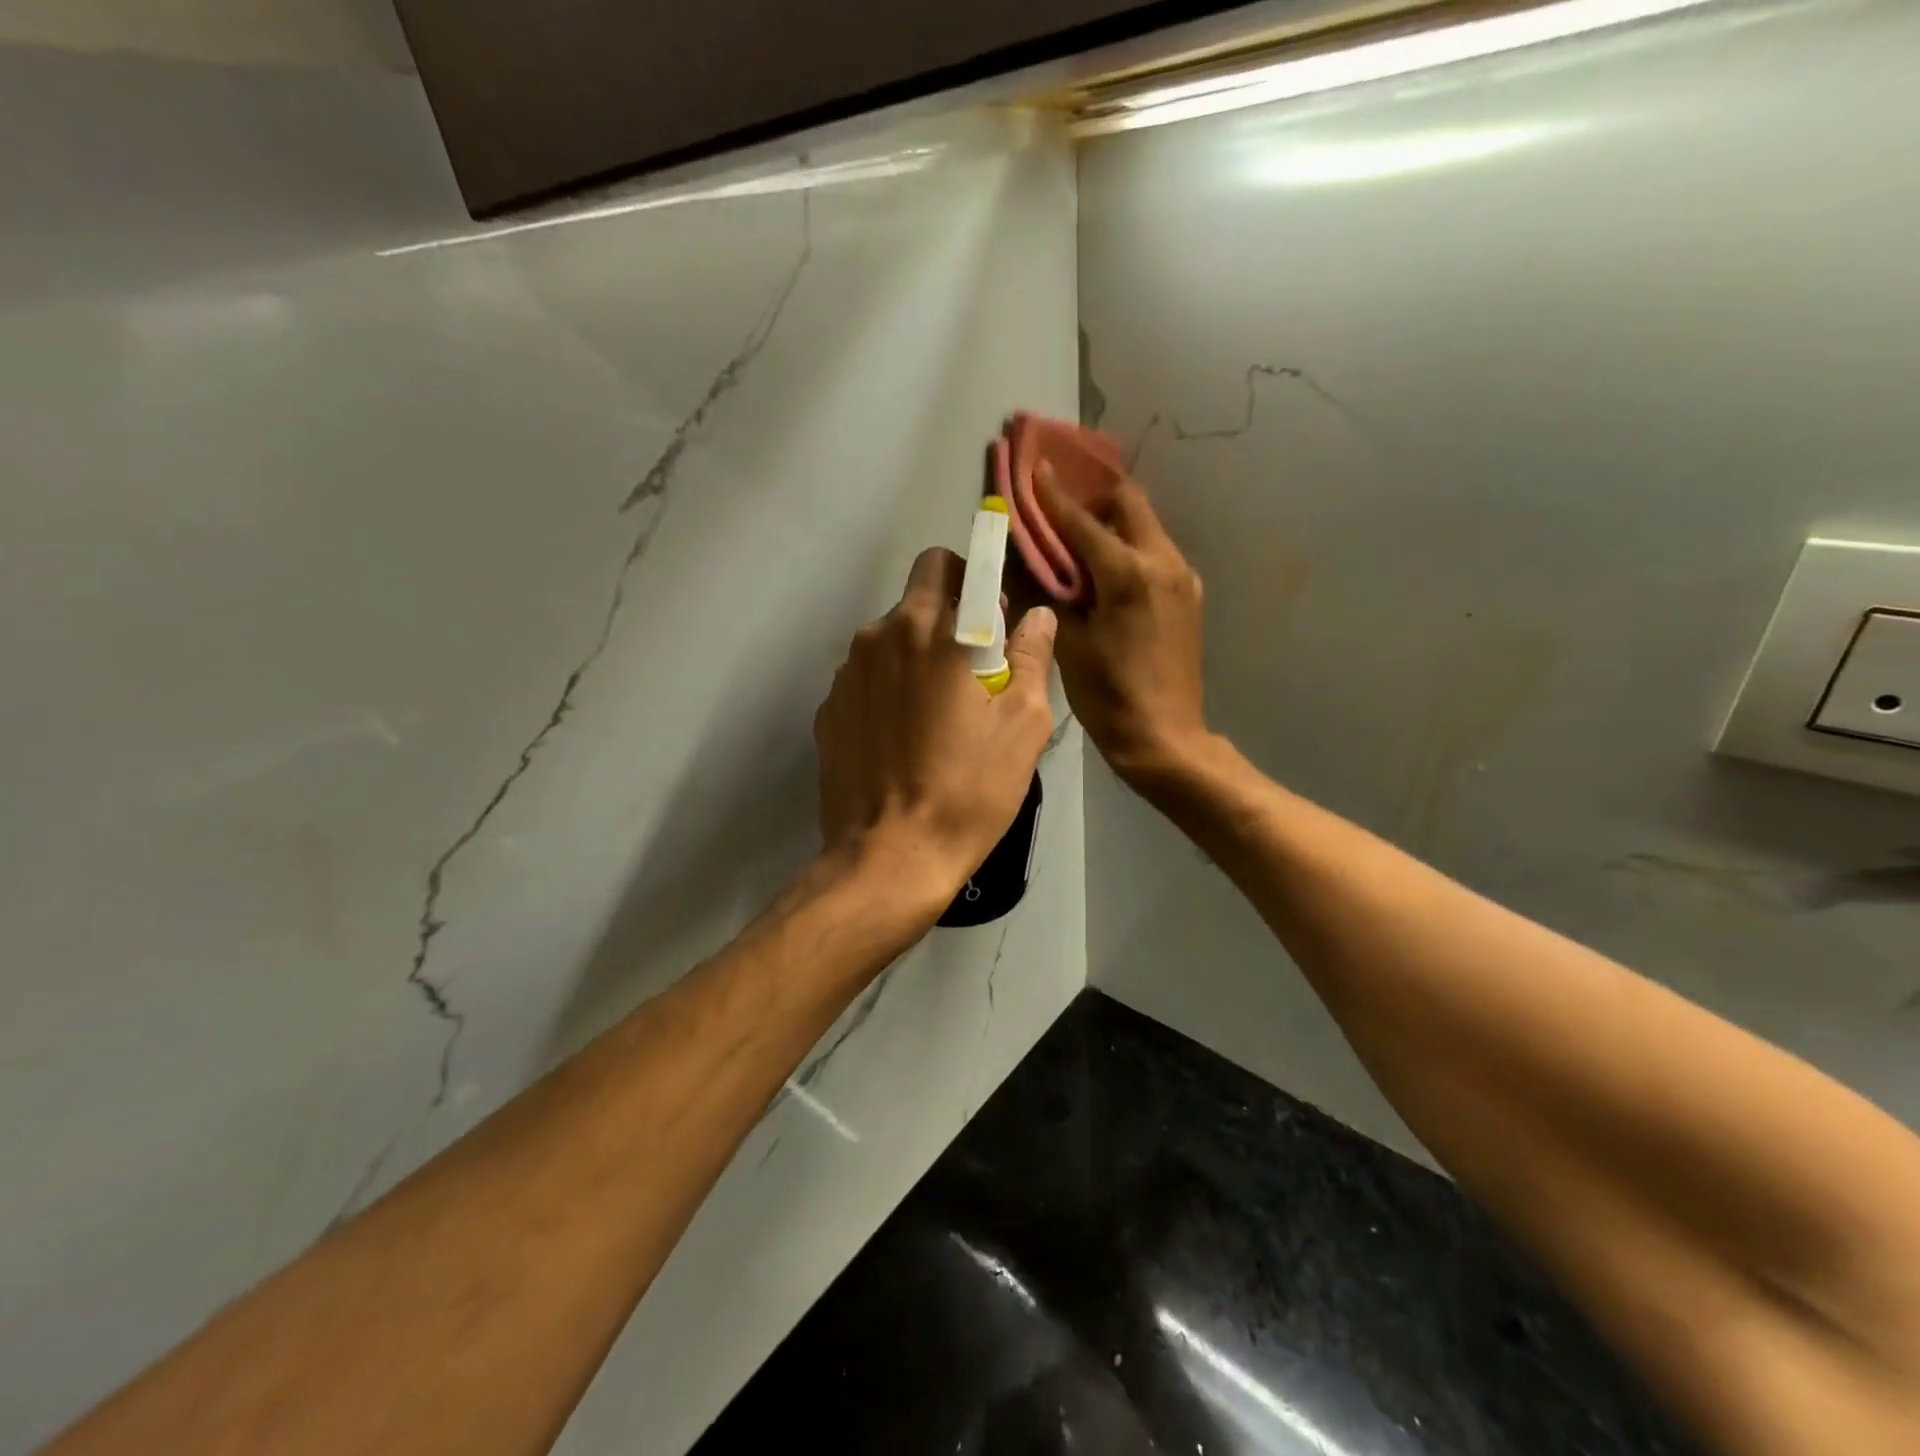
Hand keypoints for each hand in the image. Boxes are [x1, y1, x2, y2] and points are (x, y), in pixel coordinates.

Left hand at [814, 547, 1057, 909]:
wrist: (891, 857)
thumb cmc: (969, 790)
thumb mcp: (1023, 725)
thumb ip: (1032, 657)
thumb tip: (1036, 616)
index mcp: (933, 631)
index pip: (949, 563)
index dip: (977, 579)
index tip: (994, 617)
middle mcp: (880, 636)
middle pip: (916, 595)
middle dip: (948, 612)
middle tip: (972, 667)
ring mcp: (846, 674)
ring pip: (888, 638)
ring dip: (916, 654)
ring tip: (936, 713)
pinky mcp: (828, 710)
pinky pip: (866, 679)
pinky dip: (887, 690)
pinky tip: (902, 739)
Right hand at [1036, 464, 1208, 785]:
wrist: (1165, 737)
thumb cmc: (1108, 696)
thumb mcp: (1069, 644)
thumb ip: (1052, 591)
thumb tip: (1032, 558)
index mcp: (1129, 573)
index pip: (1083, 520)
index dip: (1053, 495)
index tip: (1034, 469)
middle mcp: (1163, 562)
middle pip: (1128, 504)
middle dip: (1092, 499)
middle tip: (1060, 515)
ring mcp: (1183, 578)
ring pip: (1144, 528)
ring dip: (1111, 525)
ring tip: (1078, 547)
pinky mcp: (1188, 596)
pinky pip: (1154, 554)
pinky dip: (1127, 550)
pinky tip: (1105, 576)